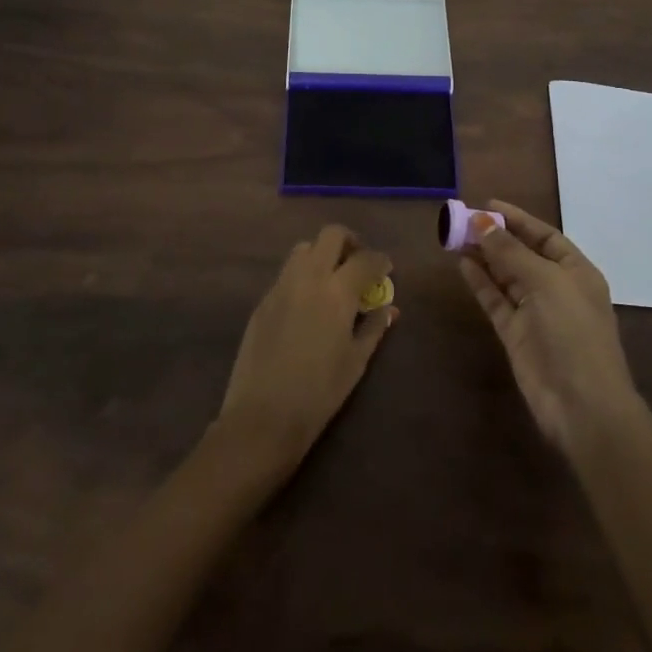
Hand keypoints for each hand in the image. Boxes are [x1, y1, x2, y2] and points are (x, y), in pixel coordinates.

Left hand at [215, 225, 396, 486]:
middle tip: (358, 263)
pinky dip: (303, 275)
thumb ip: (374, 328)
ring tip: (332, 280)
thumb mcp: (356, 362)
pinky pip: (287, 273)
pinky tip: (308, 303)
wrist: (262, 416)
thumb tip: (389, 309)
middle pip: (331, 235)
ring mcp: (282, 285)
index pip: (365, 259)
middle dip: (349, 242)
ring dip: (322, 254)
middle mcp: (309, 277)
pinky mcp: (263, 300)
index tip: (386, 269)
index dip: (380, 260)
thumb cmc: (319, 393)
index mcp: (337, 292)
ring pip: (304, 248)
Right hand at [458, 200, 640, 456]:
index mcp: (576, 271)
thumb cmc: (573, 332)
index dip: (517, 219)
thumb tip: (481, 222)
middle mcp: (556, 288)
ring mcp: (535, 312)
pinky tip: (462, 264)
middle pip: (522, 253)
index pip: (544, 235)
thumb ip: (510, 252)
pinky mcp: (515, 334)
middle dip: (495, 236)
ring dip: (483, 256)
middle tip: (462, 219)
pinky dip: (480, 282)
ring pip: (505, 276)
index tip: (487, 204)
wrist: (582, 405)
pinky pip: (495, 300)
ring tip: (455, 236)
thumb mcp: (545, 282)